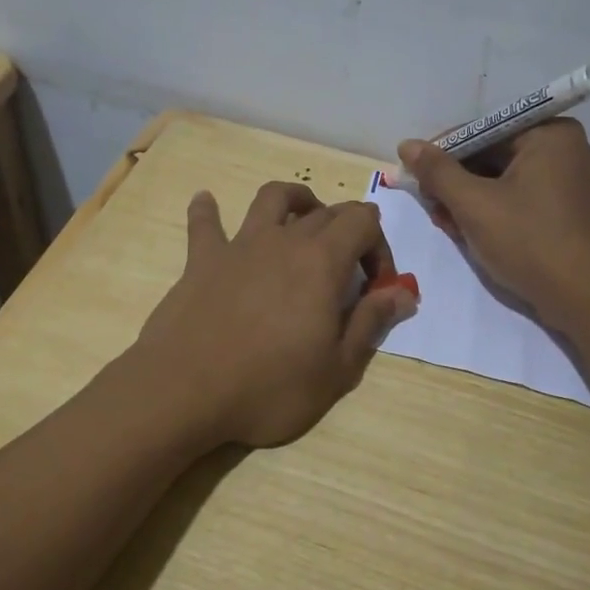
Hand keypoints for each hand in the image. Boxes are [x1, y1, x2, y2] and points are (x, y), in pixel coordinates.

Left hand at [134, 182, 418, 447]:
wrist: (186, 390)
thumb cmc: (270, 386)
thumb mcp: (337, 368)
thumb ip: (371, 322)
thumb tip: (403, 293)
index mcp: (322, 261)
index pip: (363, 221)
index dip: (379, 246)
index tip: (376, 286)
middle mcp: (284, 240)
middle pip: (325, 212)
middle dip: (347, 232)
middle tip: (348, 273)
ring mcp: (240, 245)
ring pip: (272, 198)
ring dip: (295, 200)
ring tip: (302, 218)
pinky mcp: (202, 260)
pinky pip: (205, 224)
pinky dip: (208, 210)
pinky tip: (206, 201)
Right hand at [395, 120, 589, 334]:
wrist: (585, 301)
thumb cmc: (530, 242)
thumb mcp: (475, 205)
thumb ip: (438, 172)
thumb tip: (407, 145)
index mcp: (549, 134)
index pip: (482, 131)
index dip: (443, 152)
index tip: (415, 175)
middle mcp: (562, 149)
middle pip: (492, 154)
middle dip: (455, 180)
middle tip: (427, 204)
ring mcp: (565, 181)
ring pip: (501, 180)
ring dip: (468, 199)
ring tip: (443, 222)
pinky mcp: (562, 210)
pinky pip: (517, 198)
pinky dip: (490, 211)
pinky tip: (466, 231)